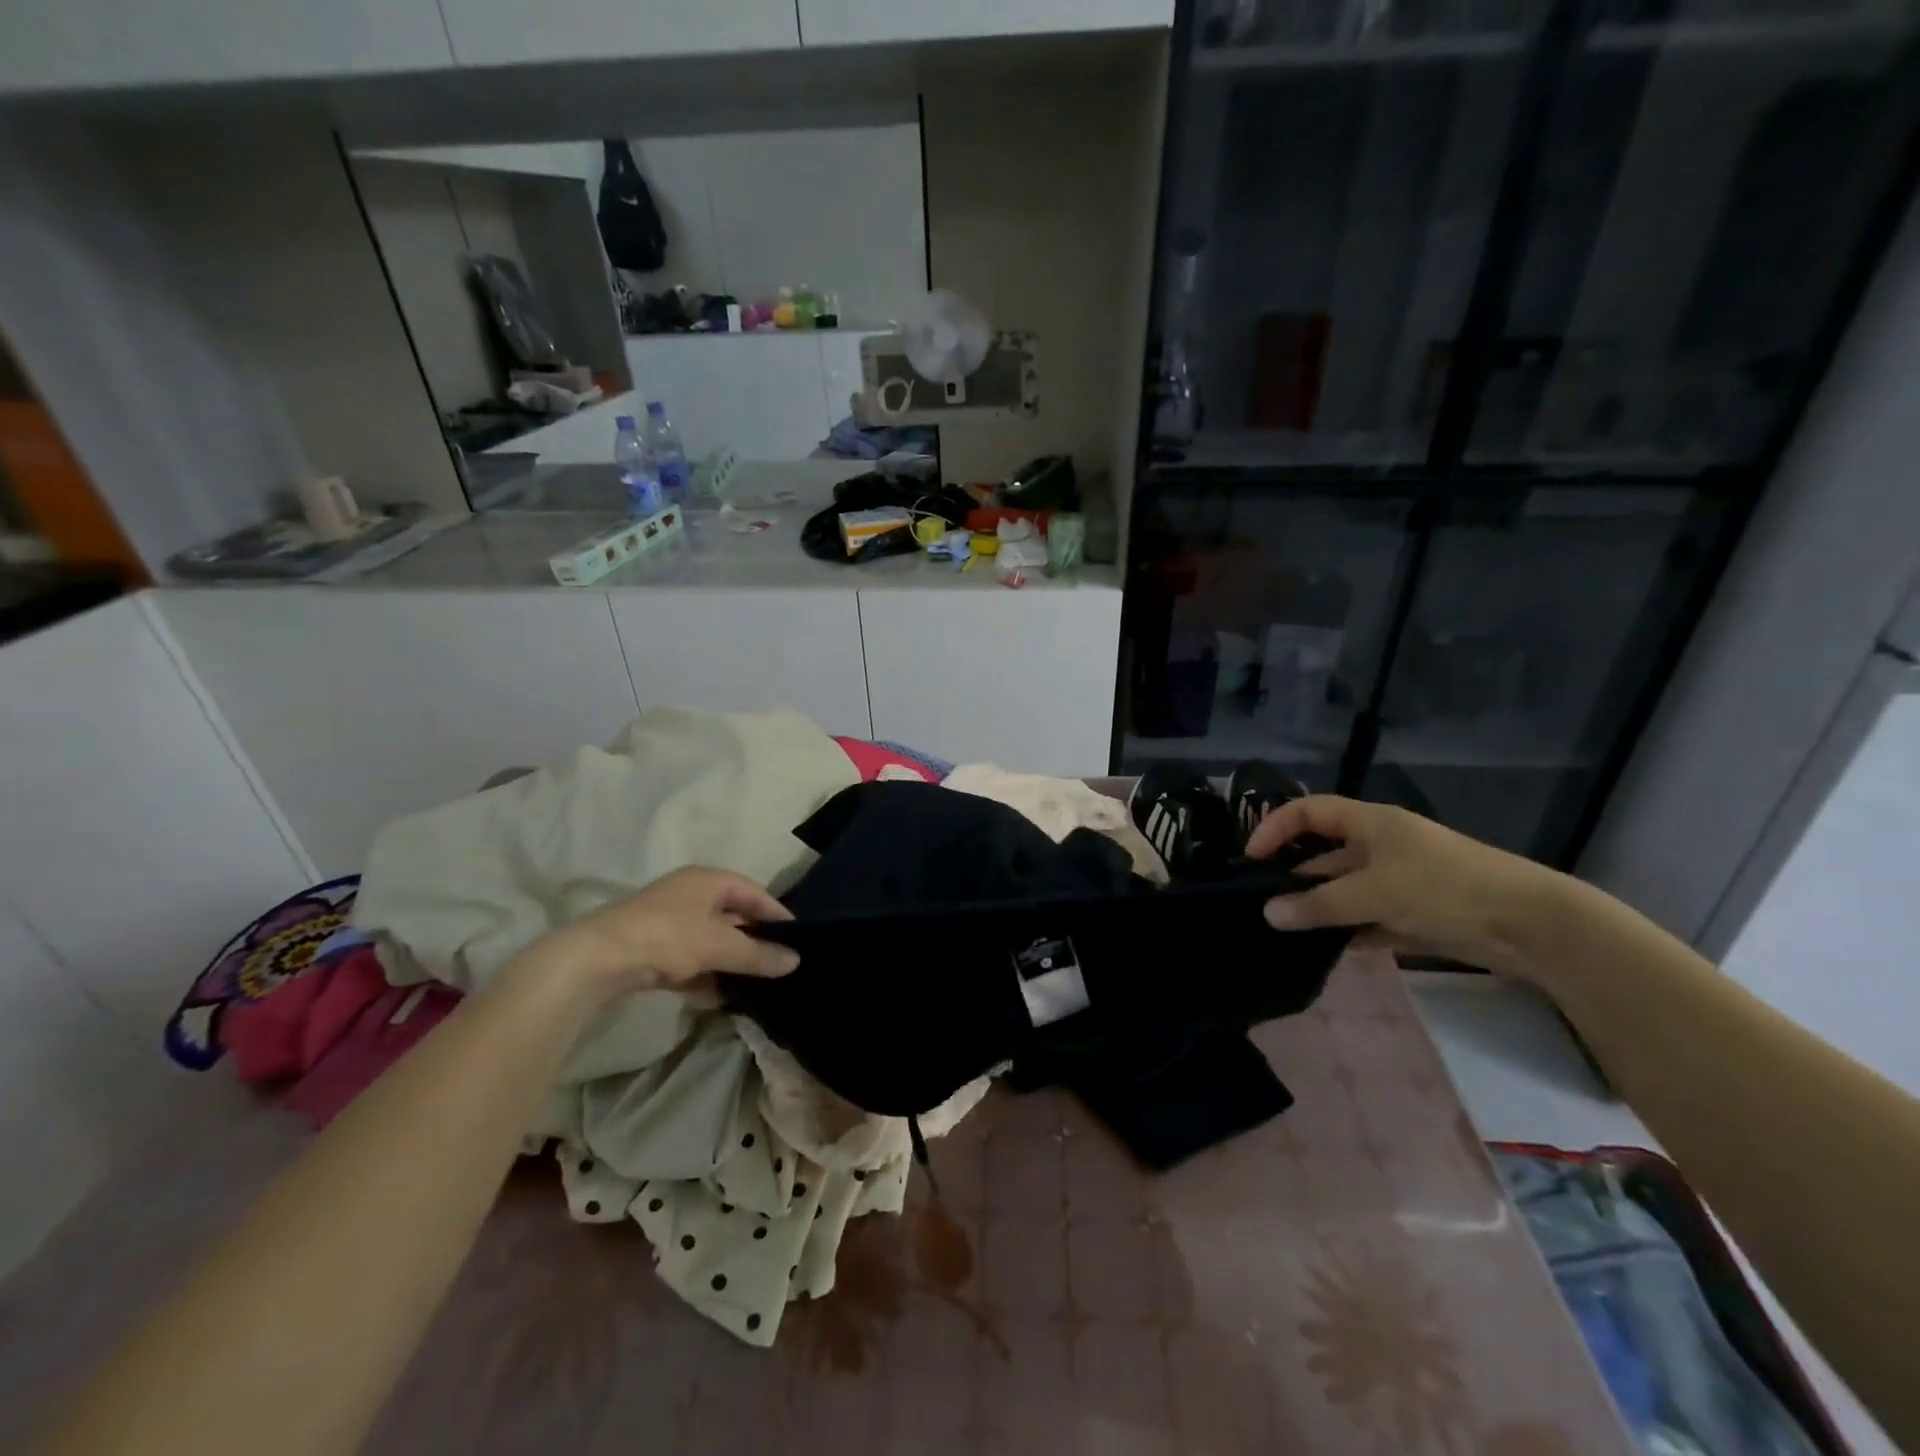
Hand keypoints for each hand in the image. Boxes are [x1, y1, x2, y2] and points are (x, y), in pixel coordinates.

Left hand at [543, 867, 799, 999]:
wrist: (596, 960)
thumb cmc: (667, 937)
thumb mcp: (720, 945)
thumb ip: (759, 954)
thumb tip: (796, 961)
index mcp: (706, 880)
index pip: (753, 891)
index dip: (775, 912)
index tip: (796, 937)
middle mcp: (688, 895)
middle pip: (731, 916)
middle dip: (752, 941)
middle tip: (776, 964)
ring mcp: (667, 922)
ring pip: (709, 941)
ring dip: (728, 963)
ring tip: (752, 987)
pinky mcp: (650, 949)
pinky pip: (688, 961)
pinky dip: (703, 976)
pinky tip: (716, 999)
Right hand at [1247, 795, 1562, 972]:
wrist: (1531, 926)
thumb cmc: (1444, 888)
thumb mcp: (1374, 893)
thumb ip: (1319, 905)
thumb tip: (1268, 914)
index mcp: (1370, 823)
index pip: (1308, 811)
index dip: (1275, 828)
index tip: (1251, 859)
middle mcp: (1380, 845)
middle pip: (1323, 852)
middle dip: (1293, 875)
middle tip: (1263, 903)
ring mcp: (1398, 879)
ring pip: (1343, 888)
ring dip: (1319, 906)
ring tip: (1287, 931)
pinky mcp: (1414, 911)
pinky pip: (1367, 916)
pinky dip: (1347, 929)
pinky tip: (1327, 949)